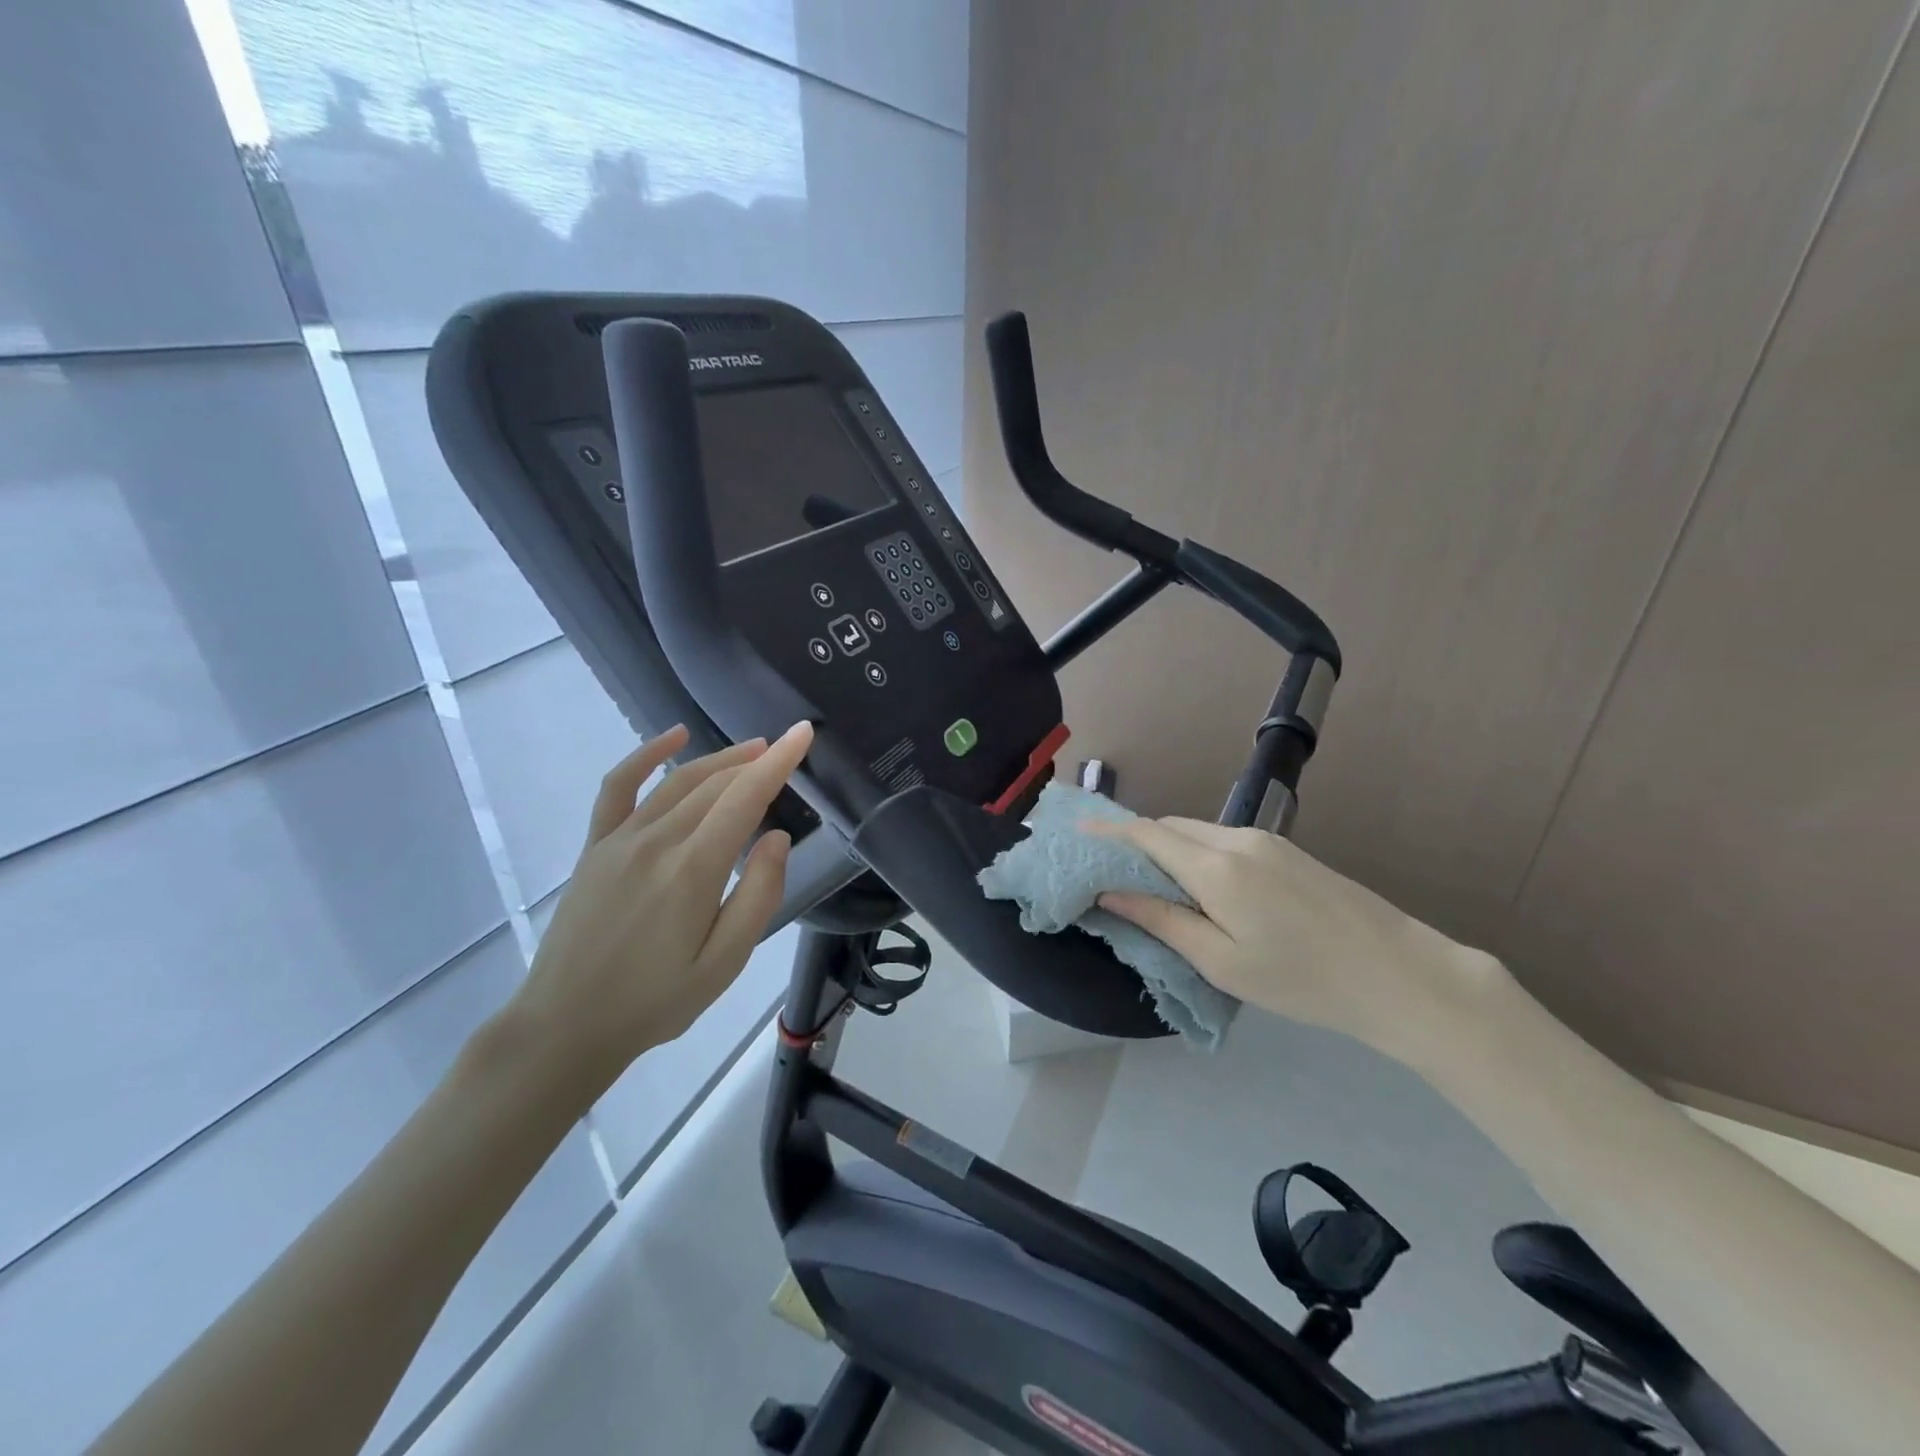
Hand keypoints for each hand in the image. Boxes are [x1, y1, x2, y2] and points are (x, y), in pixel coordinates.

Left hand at [506, 721, 813, 1101]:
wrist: (566, 1025)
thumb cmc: (656, 1001)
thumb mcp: (725, 963)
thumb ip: (758, 895)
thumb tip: (778, 837)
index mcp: (693, 870)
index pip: (744, 798)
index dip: (778, 762)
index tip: (802, 733)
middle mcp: (656, 842)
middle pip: (714, 784)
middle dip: (755, 761)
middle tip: (785, 750)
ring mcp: (620, 840)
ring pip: (677, 781)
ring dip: (718, 759)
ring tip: (751, 749)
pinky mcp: (595, 847)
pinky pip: (618, 787)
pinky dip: (646, 756)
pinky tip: (672, 737)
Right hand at [1094, 818, 1507, 1067]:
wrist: (1401, 975)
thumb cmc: (1303, 980)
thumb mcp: (1222, 963)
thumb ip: (1162, 921)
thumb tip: (1109, 894)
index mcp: (1216, 868)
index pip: (1146, 835)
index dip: (1106, 831)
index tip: (1074, 830)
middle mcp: (1237, 840)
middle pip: (1170, 827)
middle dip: (1135, 841)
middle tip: (1109, 870)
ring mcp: (1267, 842)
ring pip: (1198, 833)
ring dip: (1168, 848)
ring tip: (1150, 883)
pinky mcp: (1288, 852)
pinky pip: (1225, 842)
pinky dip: (1197, 853)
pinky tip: (1200, 887)